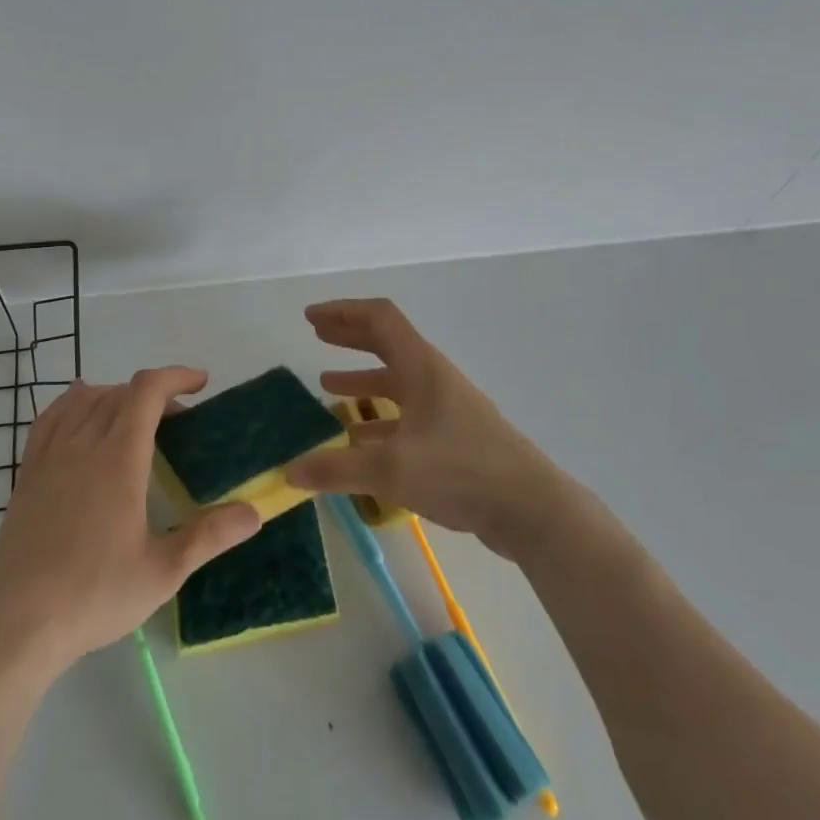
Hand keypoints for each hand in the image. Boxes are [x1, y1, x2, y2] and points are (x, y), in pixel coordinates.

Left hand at [0, 369, 259, 673]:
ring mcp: (50, 455)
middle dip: (154, 394)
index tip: (201, 383)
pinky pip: (50, 418)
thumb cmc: (94, 594)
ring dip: (116, 395)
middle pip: (119, 391)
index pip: (147, 391)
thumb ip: (209, 536)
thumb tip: (254, 512)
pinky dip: (72, 404)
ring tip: (135, 417)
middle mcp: (83, 443)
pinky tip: (79, 415)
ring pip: (84, 399)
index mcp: (119, 457)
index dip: (176, 376)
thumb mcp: (162, 571)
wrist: (17, 622)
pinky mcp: (27, 473)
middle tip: (178, 420)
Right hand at [285, 299, 556, 557]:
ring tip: (326, 386)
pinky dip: (378, 419)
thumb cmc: (461, 470)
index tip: (311, 317)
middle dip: (349, 337)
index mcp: (420, 367)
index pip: (379, 318)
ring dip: (361, 378)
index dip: (343, 312)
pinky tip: (357, 439)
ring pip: (395, 381)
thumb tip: (289, 471)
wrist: (530, 508)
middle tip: (316, 335)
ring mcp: (445, 408)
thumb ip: (337, 469)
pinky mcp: (452, 437)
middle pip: (386, 342)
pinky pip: (406, 415)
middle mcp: (432, 378)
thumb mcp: (391, 469)